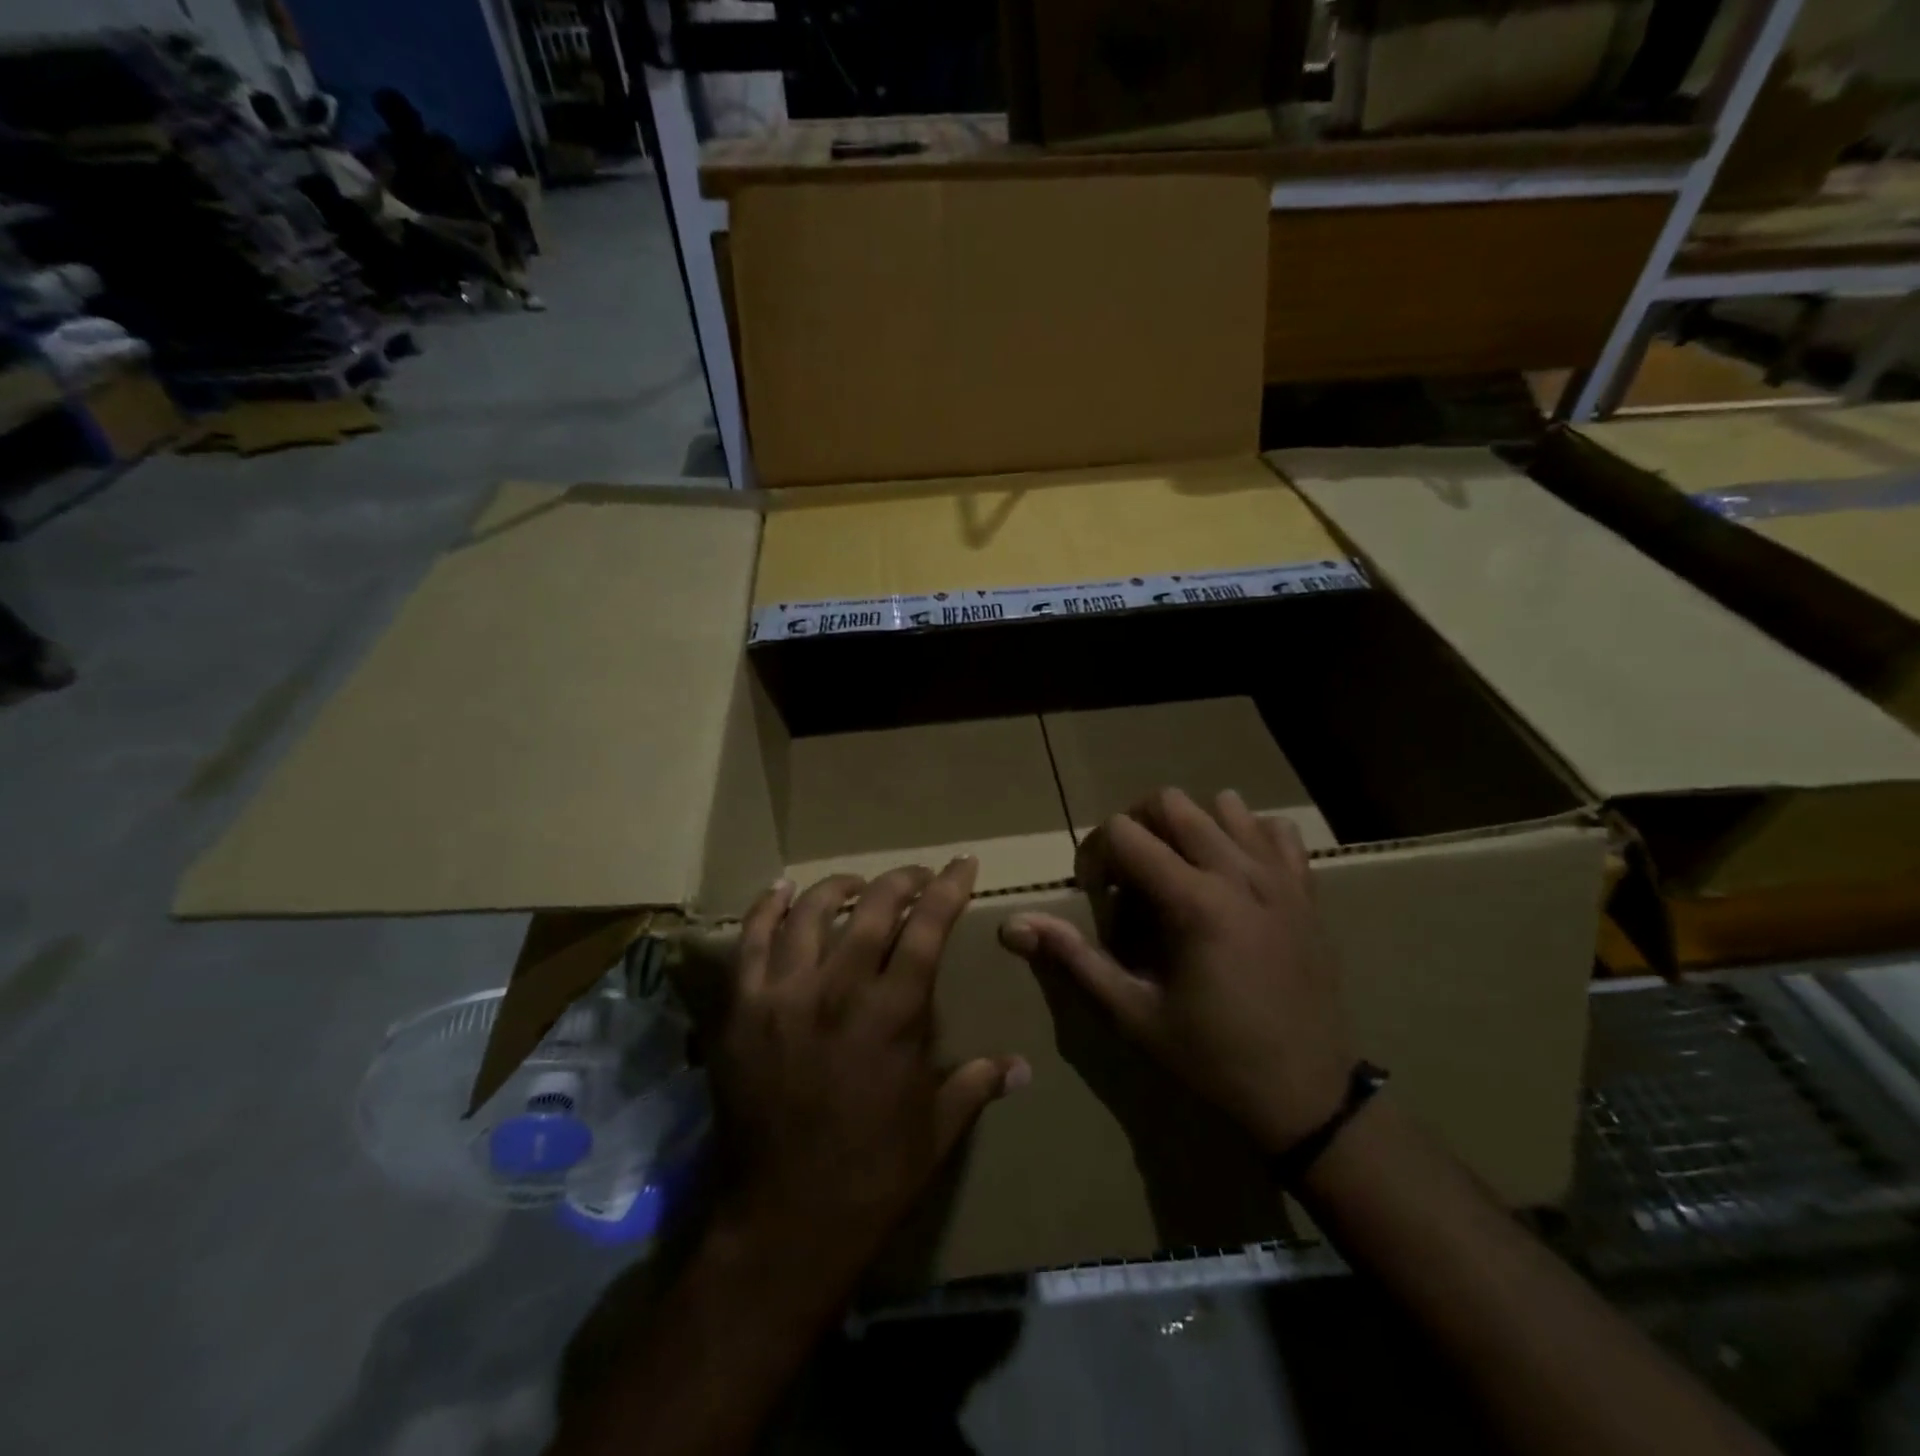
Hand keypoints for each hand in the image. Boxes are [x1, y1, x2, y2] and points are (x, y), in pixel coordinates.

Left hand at [702, 859, 1028, 1273]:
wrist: (785, 1220)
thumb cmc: (873, 1174)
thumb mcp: (938, 1129)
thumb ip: (978, 1083)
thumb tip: (1022, 1067)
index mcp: (894, 1013)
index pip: (929, 927)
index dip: (950, 888)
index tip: (963, 863)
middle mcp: (839, 989)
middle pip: (872, 906)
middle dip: (903, 880)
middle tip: (917, 877)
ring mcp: (783, 995)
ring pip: (810, 912)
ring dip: (839, 888)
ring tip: (856, 886)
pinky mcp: (741, 1010)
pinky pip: (750, 941)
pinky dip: (767, 907)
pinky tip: (782, 890)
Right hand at [998, 788, 1354, 1153]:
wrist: (1308, 1096)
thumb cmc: (1213, 1058)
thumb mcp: (1134, 1015)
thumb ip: (1074, 960)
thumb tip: (1011, 925)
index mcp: (1193, 902)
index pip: (1124, 831)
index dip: (1095, 853)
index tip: (1097, 895)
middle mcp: (1238, 873)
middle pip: (1170, 803)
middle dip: (1136, 828)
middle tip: (1130, 878)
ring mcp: (1279, 877)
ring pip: (1224, 805)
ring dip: (1189, 826)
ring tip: (1180, 871)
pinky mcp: (1306, 890)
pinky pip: (1276, 830)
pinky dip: (1247, 834)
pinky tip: (1233, 871)